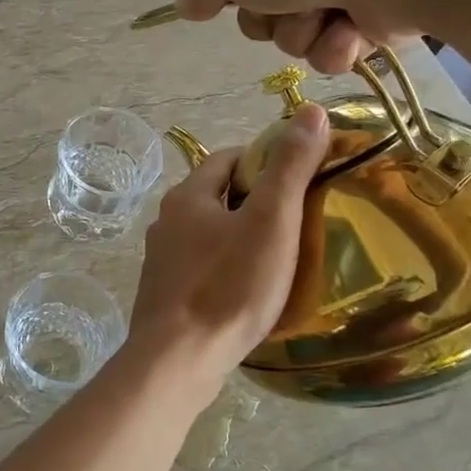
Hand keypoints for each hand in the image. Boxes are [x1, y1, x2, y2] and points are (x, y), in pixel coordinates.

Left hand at [127, 104, 331, 382]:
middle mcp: (166, 223)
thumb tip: (310, 110)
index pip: (227, 159)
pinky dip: (226, 269)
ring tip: (280, 256)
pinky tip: (249, 292)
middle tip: (298, 218)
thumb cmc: (228, 286)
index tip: (299, 176)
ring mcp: (161, 262)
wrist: (177, 360)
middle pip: (217, 197)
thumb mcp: (270, 221)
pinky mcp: (165, 296)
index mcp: (187, 197)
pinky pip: (202, 269)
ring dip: (240, 237)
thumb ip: (290, 167)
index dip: (264, 160)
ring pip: (208, 235)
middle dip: (254, 201)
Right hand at [175, 0, 470, 71]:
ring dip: (302, 34)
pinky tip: (350, 31)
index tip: (232, 0)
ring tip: (324, 18)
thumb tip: (187, 5)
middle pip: (265, 4)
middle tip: (282, 8)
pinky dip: (336, 45)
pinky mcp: (379, 6)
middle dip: (269, 19)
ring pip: (298, 30)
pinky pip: (336, 45)